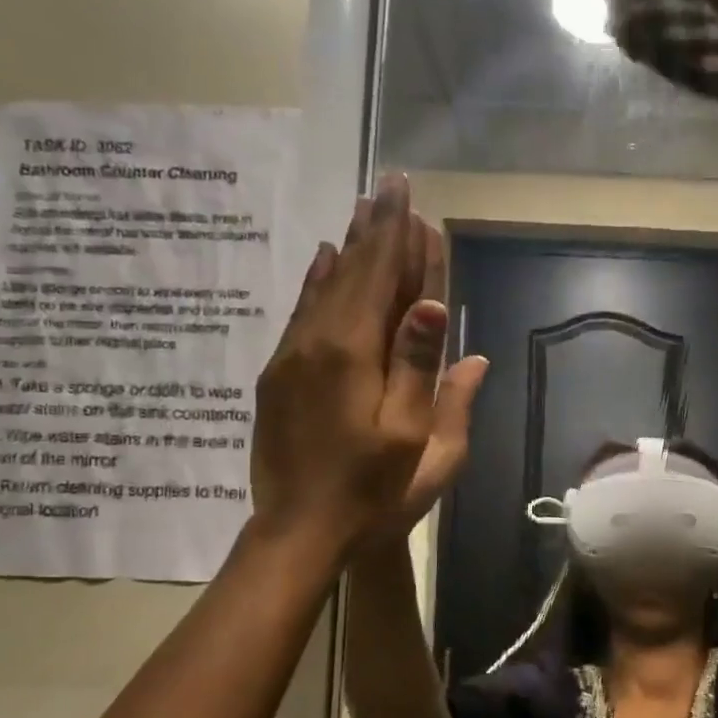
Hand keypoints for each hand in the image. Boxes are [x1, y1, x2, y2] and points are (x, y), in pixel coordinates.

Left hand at [247, 176, 472, 553]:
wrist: (298, 533)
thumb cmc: (372, 496)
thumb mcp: (419, 445)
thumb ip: (427, 375)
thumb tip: (438, 311)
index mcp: (357, 357)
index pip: (383, 281)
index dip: (400, 240)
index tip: (411, 199)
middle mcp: (319, 343)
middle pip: (352, 273)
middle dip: (375, 229)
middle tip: (389, 184)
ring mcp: (293, 357)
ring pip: (325, 286)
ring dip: (348, 246)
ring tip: (364, 208)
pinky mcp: (279, 375)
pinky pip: (301, 311)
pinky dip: (318, 280)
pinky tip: (324, 258)